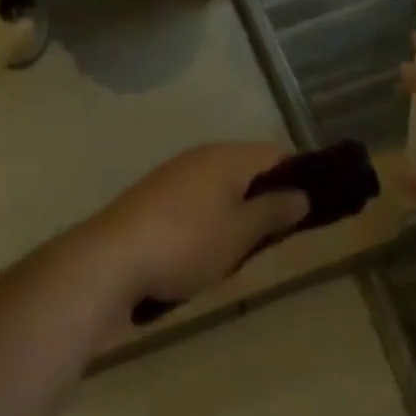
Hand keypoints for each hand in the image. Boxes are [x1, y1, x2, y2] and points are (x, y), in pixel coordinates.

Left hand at [78, 143, 310, 307]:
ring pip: (219, 190)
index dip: (297, 178)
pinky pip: (194, 204)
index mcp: (227, 156)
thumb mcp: (241, 233)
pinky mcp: (151, 200)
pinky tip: (202, 255)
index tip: (307, 210)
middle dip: (264, 201)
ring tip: (239, 252)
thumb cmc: (187, 243)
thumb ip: (274, 211)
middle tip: (274, 238)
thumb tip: (301, 194)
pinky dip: (207, 223)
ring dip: (234, 215)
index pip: (275, 154)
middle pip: (246, 171)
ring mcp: (172, 177)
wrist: (109, 261)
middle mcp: (201, 157)